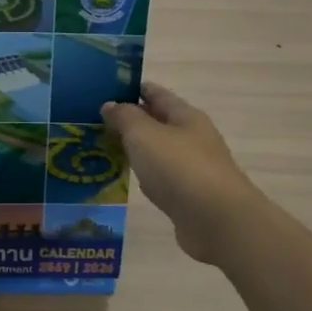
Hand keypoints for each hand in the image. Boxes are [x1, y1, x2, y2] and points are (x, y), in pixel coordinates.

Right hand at [101, 82, 267, 265]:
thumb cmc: (179, 168)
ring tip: (103, 148)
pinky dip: (143, 174)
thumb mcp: (145, 135)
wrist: (217, 221)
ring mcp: (193, 168)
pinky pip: (160, 177)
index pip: (156, 93)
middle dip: (130, 120)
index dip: (132, 89)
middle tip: (94, 122)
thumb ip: (125, 117)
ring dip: (135, 149)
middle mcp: (192, 138)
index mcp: (186, 116)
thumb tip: (111, 104)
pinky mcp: (189, 195)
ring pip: (158, 151)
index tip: (104, 89)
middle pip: (157, 122)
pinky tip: (127, 179)